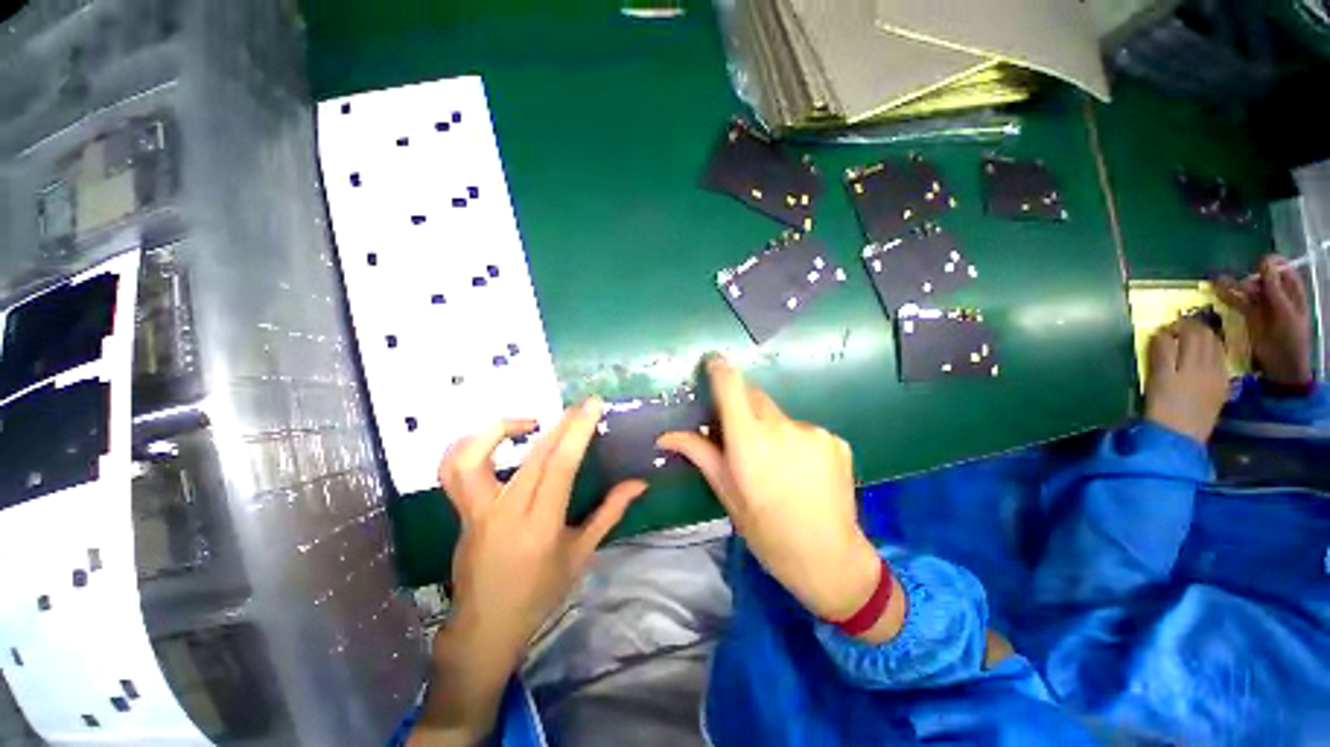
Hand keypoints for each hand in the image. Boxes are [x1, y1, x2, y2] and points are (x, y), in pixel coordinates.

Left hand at [440, 402, 646, 659]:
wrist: (485, 626)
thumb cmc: (540, 592)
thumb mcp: (581, 553)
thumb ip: (609, 512)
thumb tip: (638, 483)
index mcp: (540, 527)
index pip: (560, 467)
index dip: (577, 432)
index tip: (592, 406)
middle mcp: (504, 514)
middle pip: (532, 456)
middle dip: (560, 424)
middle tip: (579, 406)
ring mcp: (475, 511)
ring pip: (473, 458)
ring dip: (499, 429)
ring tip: (529, 422)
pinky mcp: (461, 511)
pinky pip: (452, 470)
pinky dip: (469, 445)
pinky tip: (493, 440)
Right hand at [659, 356, 894, 634]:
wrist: (828, 557)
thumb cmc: (766, 529)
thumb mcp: (727, 492)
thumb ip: (699, 453)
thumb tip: (665, 435)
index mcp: (749, 440)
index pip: (731, 386)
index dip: (720, 369)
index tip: (712, 362)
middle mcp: (781, 427)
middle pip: (755, 398)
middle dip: (744, 409)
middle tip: (742, 439)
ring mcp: (813, 431)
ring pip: (780, 417)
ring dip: (771, 429)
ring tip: (776, 465)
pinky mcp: (835, 440)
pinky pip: (805, 430)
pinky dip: (796, 442)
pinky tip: (801, 471)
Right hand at [1143, 318, 1229, 444]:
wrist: (1179, 436)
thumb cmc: (1160, 407)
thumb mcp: (1156, 379)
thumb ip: (1160, 355)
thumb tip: (1161, 335)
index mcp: (1189, 362)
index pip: (1186, 333)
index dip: (1174, 326)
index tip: (1163, 329)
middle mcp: (1208, 364)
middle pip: (1204, 336)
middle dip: (1191, 327)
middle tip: (1177, 329)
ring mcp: (1218, 375)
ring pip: (1215, 345)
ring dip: (1203, 337)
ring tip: (1190, 340)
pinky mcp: (1222, 386)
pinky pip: (1221, 359)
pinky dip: (1212, 351)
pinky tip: (1203, 357)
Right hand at [1216, 255, 1313, 386]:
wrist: (1282, 367)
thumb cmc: (1291, 341)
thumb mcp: (1285, 313)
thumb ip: (1275, 289)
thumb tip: (1265, 261)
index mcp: (1291, 292)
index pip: (1281, 269)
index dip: (1270, 264)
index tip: (1258, 263)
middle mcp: (1276, 296)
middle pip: (1261, 279)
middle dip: (1248, 278)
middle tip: (1240, 286)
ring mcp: (1261, 307)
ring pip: (1246, 290)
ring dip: (1233, 285)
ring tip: (1217, 282)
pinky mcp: (1248, 317)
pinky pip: (1237, 302)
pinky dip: (1227, 296)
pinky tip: (1216, 290)